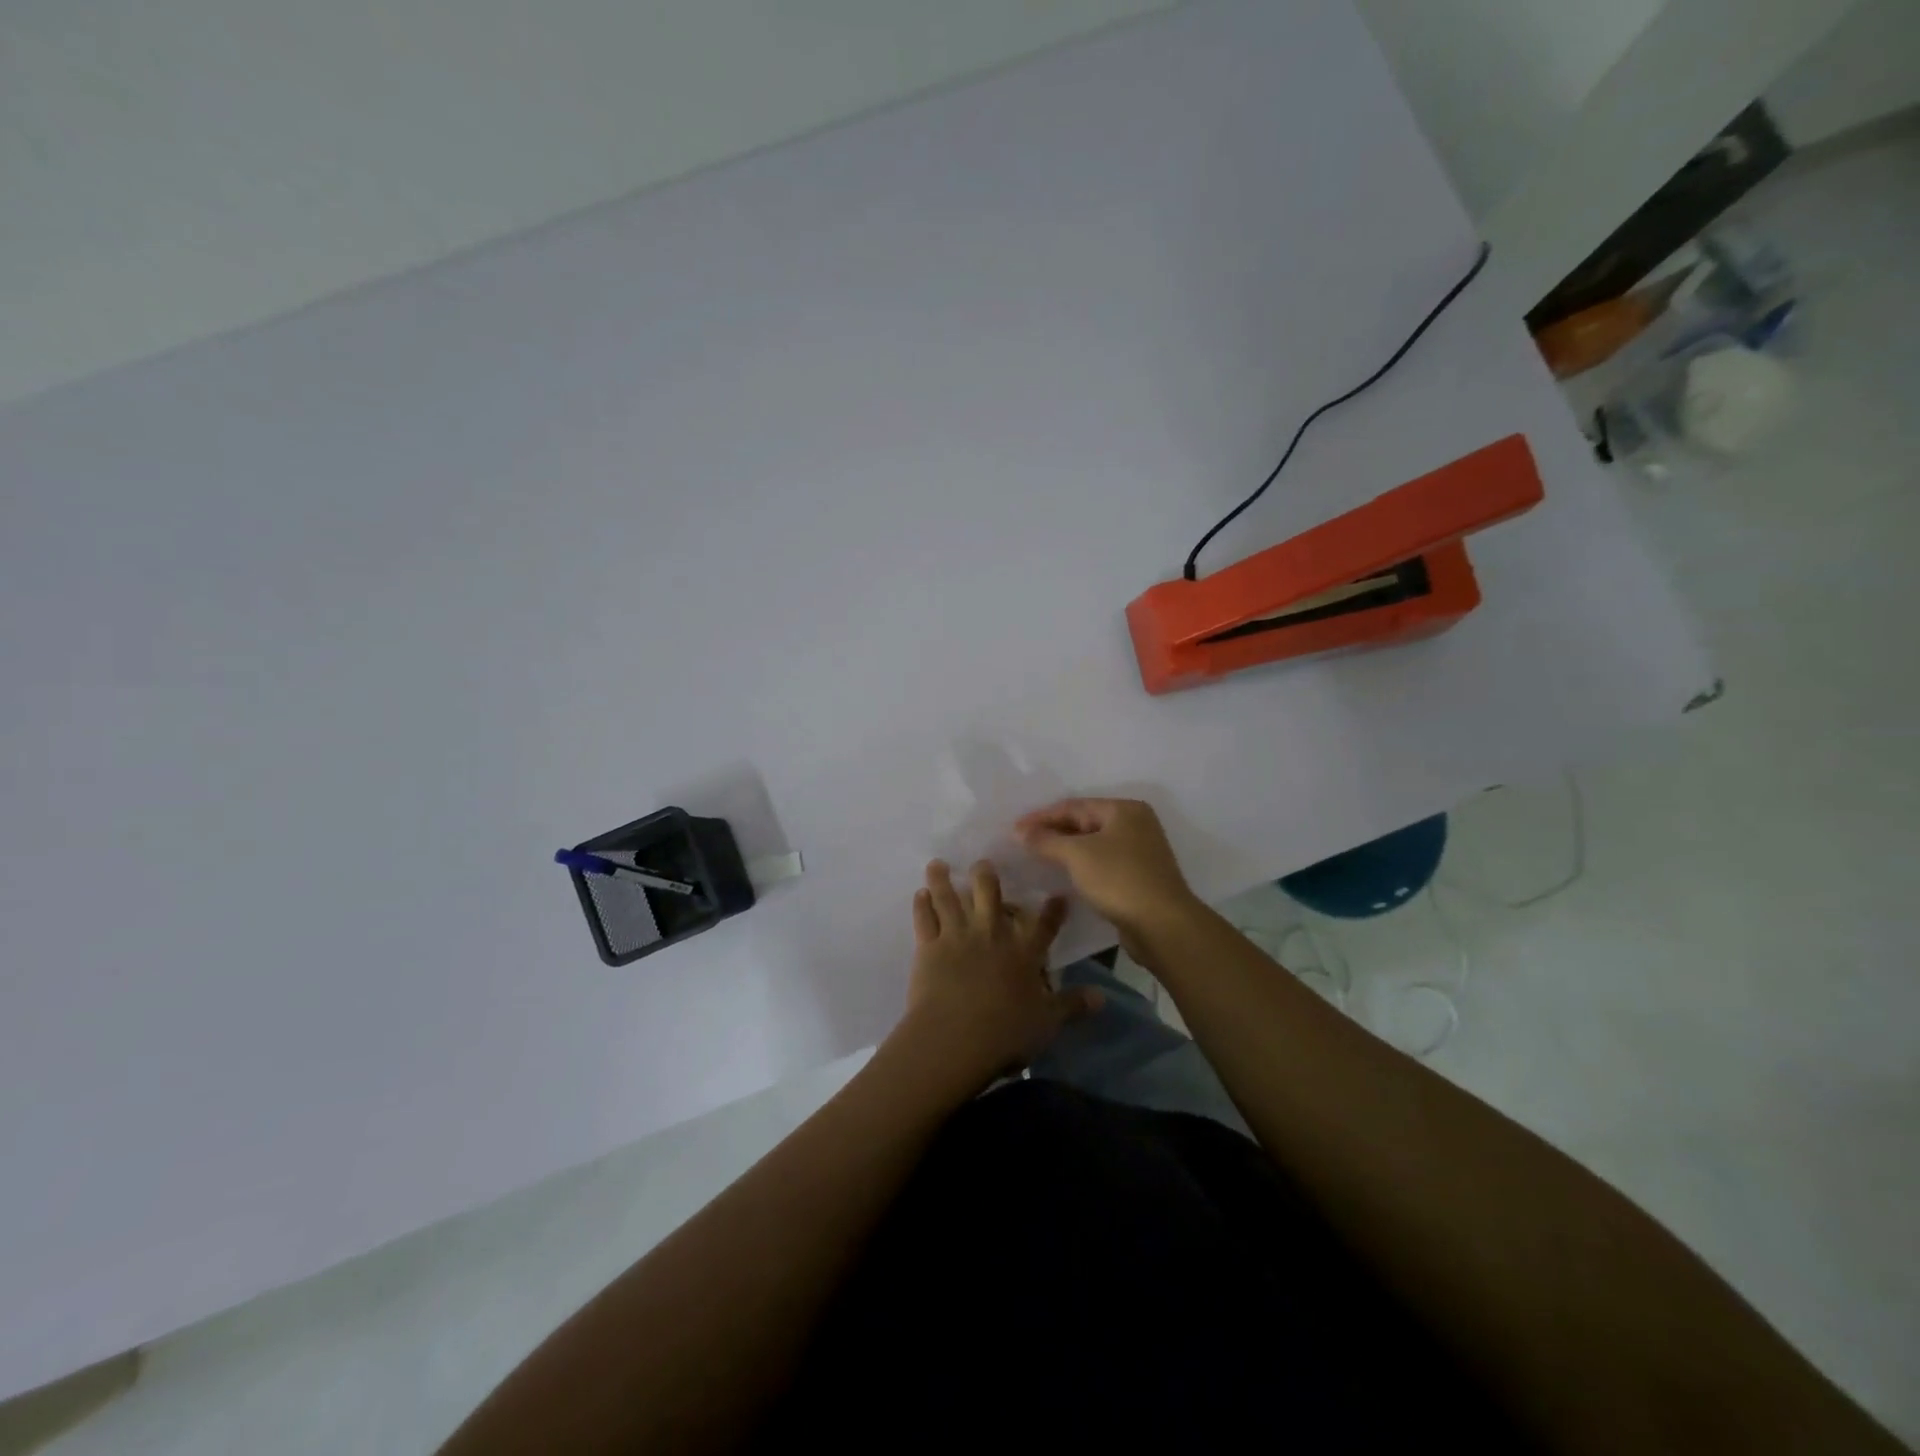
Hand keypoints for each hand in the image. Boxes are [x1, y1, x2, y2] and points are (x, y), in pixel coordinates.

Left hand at [886, 860, 1099, 1097]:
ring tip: (937, 864)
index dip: (1053, 910)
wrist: (955, 1038)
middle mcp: (991, 933)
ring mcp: (957, 936)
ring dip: (943, 879)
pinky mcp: (929, 947)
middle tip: (983, 864)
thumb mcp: (1048, 1022)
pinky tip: (919, 893)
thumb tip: (1103, 998)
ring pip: (949, 898)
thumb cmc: (1006, 1032)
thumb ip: (1073, 1005)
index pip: (1044, 925)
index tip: (1058, 895)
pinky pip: (924, 918)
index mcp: (1023, 951)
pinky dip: (921, 904)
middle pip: (989, 893)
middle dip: (986, 875)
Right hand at [1015, 798, 1200, 937]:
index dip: (1041, 817)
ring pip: (1093, 844)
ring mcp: (1140, 851)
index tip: (1014, 829)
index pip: (1074, 806)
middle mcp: (1135, 824)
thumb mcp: (1077, 855)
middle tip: (1022, 842)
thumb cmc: (1119, 879)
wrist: (1162, 925)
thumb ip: (1046, 840)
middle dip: (1053, 832)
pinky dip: (1080, 865)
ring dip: (1065, 850)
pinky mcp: (1139, 877)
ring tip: (1036, 857)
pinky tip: (1062, 874)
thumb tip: (1020, 832)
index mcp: (1124, 810)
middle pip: (1085, 822)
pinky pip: (1102, 863)